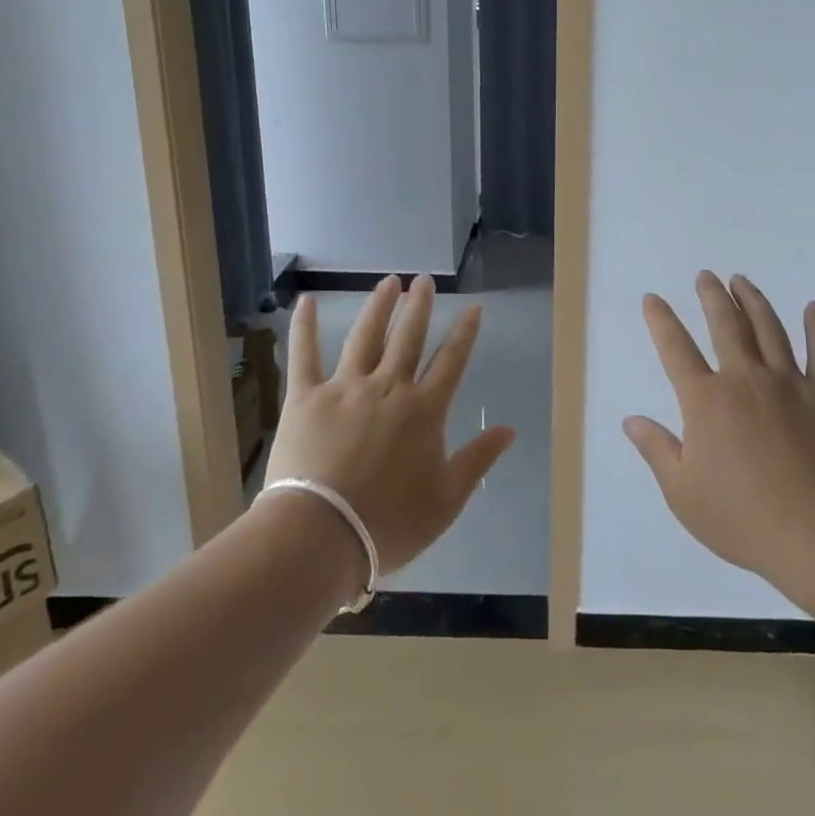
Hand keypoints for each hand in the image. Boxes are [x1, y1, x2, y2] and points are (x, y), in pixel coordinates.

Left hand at [264, 275, 514, 576]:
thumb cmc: (388, 524)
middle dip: (419, 306)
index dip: (464, 333)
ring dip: (379, 306)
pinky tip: (306, 301)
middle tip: (424, 280)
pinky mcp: (305, 397)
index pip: (451, 361)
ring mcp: (345, 388)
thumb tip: (509, 429)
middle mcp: (388, 387)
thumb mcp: (446, 499)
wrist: (321, 535)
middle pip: (408, 337)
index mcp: (424, 410)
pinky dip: (304, 326)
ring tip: (388, 282)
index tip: (473, 308)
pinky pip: (304, 355)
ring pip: (365, 336)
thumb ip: (478, 459)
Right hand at [623, 272, 814, 579]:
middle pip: (725, 325)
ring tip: (742, 281)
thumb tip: (630, 420)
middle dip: (712, 296)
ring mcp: (789, 384)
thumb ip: (657, 450)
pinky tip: (813, 308)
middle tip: (706, 275)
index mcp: (706, 401)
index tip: (653, 299)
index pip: (676, 349)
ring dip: (753, 301)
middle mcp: (745, 379)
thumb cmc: (742, 518)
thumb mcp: (683, 493)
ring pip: (769, 329)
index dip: (661, 320)